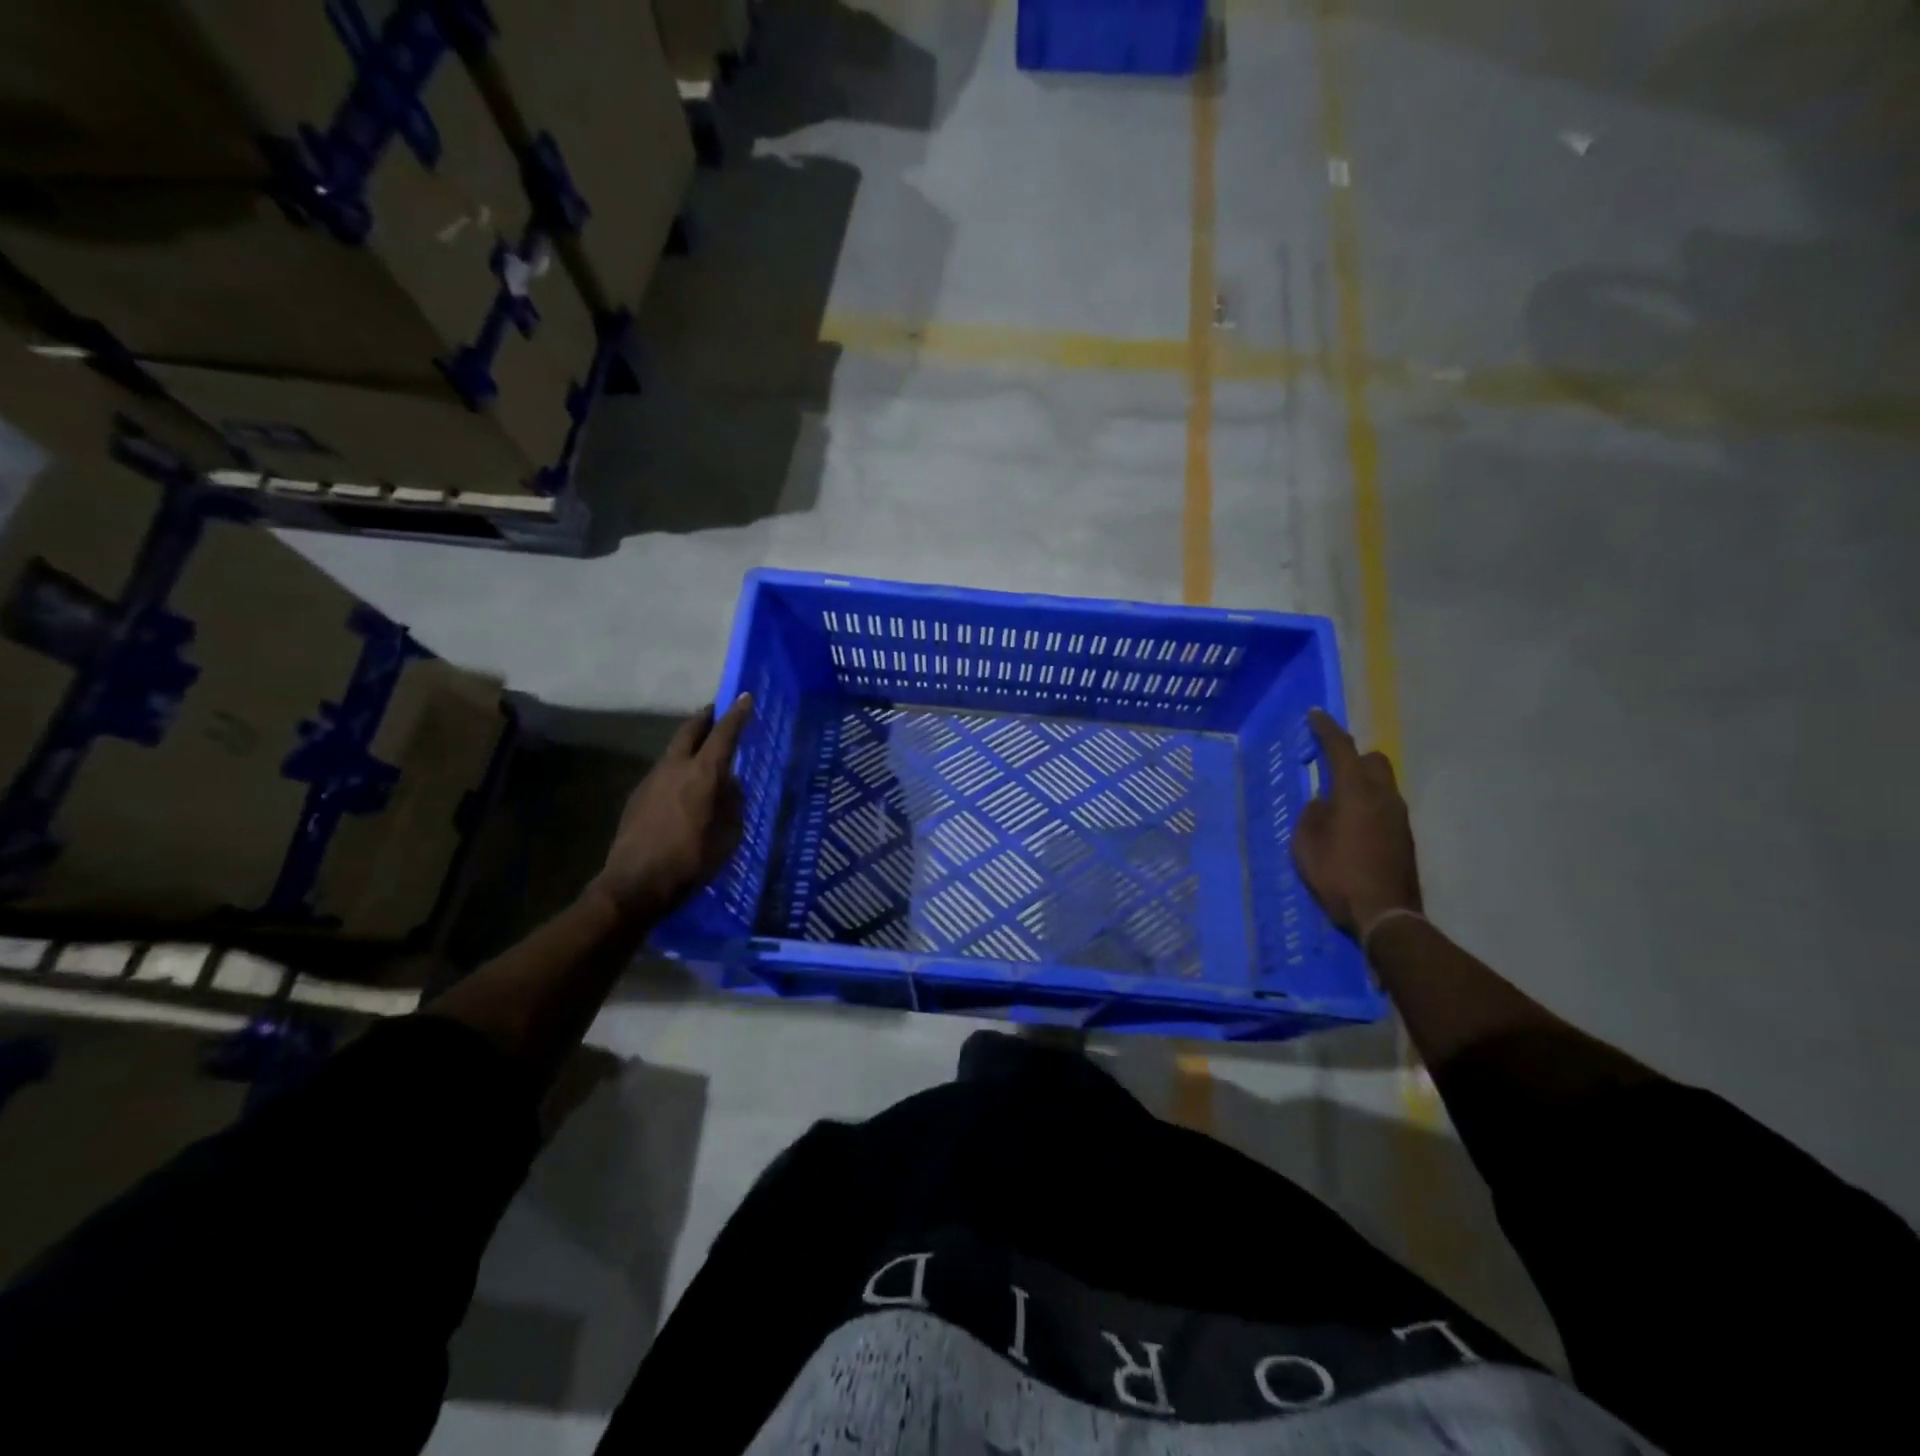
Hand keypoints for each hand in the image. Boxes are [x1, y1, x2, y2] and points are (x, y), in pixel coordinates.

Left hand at [588, 695, 752, 923]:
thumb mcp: (728, 836)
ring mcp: (652, 779)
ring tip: (705, 753)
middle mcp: (675, 767)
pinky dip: (679, 769)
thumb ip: (733, 804)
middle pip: (690, 730)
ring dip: (691, 745)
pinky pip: (664, 772)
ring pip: (675, 750)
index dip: (737, 714)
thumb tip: (730, 786)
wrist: (635, 884)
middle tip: (718, 712)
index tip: (745, 696)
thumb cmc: (691, 861)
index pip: (724, 734)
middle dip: (706, 717)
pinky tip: (685, 789)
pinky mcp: (638, 796)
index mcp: (703, 773)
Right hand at [1292, 708, 1422, 936]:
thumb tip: (1324, 803)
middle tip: (1329, 769)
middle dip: (1352, 757)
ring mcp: (1399, 817)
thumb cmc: (1338, 876)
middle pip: (1372, 760)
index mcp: (1356, 793)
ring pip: (1381, 783)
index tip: (1316, 715)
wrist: (1385, 915)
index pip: (1341, 749)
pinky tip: (1351, 827)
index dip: (1327, 730)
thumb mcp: (1306, 845)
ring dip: (1360, 783)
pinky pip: (1384, 805)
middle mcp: (1383, 797)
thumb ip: (1312, 815)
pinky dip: (1368, 805)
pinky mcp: (1404, 836)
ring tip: (1336, 805)